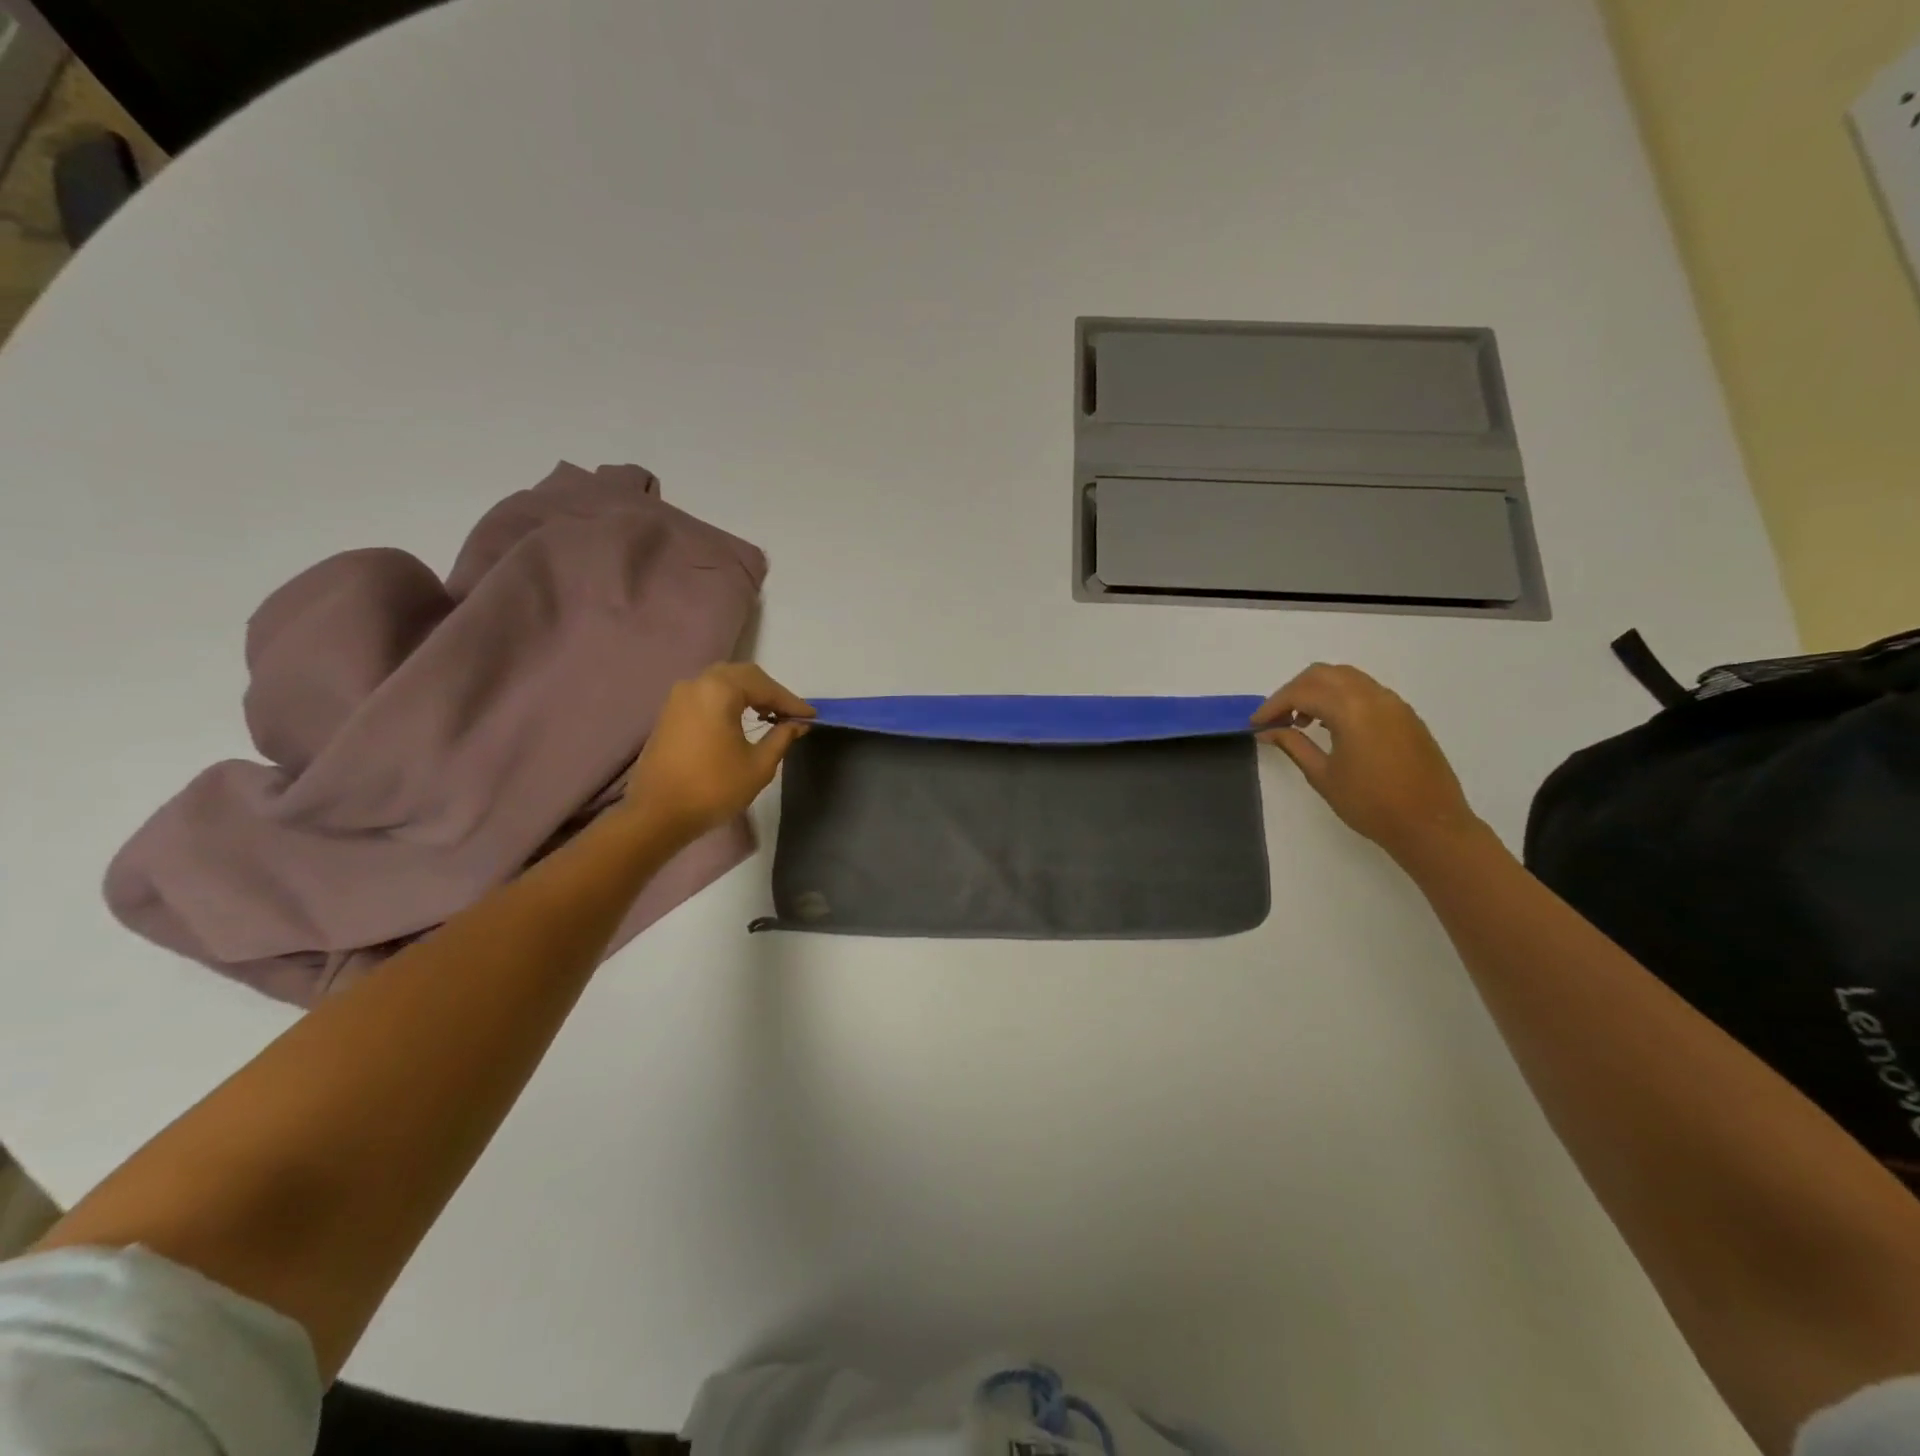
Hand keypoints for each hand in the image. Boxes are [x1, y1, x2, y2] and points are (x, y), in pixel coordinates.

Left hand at [622, 664, 813, 840]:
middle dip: (770, 692)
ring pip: (722, 682)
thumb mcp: (759, 765)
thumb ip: (781, 738)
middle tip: (790, 714)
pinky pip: (706, 695)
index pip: (765, 687)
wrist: (657, 815)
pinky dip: (729, 701)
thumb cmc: (713, 788)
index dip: (791, 702)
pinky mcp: (669, 713)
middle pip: (743, 675)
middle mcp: (697, 684)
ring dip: (749, 694)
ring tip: (769, 717)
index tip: (811, 717)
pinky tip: (741, 722)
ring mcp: (678, 697)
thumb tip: (796, 724)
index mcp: (719, 691)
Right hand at [1252, 663, 1482, 865]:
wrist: (1430, 825)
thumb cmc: (1370, 804)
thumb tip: (1268, 731)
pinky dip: (1341, 698)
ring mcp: (1394, 704)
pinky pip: (1366, 691)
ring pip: (1347, 678)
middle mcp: (1374, 696)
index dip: (1273, 705)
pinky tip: (1332, 726)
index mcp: (1351, 710)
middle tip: (1277, 718)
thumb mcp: (1322, 775)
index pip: (1301, 692)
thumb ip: (1293, 745)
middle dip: (1294, 691)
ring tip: (1302, 722)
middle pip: (1323, 674)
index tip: (1256, 724)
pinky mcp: (1406, 715)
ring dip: (1318, 691)